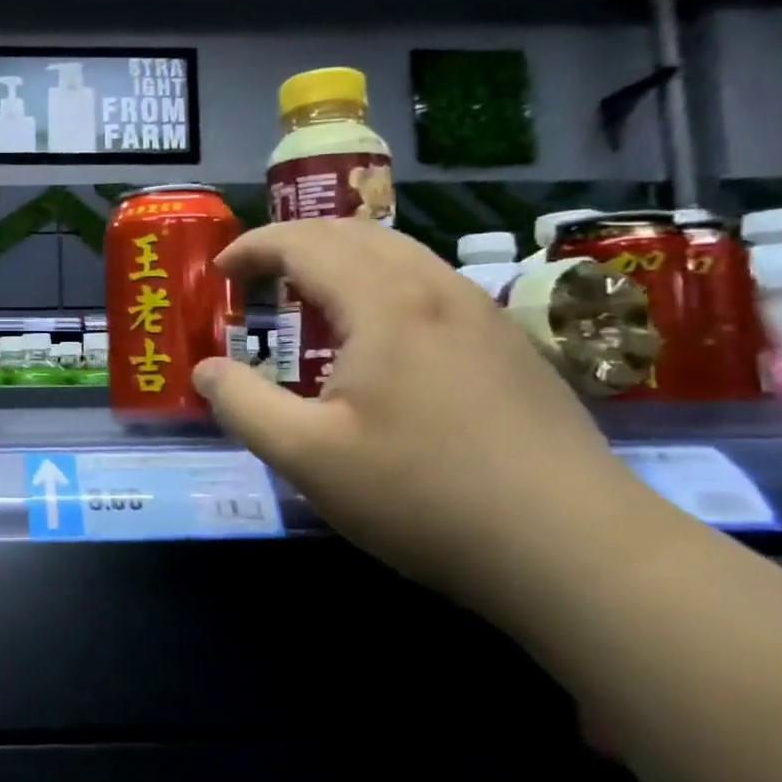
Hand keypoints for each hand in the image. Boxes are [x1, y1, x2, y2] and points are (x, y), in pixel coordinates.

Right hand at [192, 219, 662, 606]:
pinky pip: (428, 283)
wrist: (576, 549)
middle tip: (254, 278)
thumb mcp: (306, 457)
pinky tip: (374, 336)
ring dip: (339, 259)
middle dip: (293, 242)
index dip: (253, 247)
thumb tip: (205, 369)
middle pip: (354, 233)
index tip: (219, 272)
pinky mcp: (509, 344)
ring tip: (305, 298)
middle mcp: (436, 290)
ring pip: (398, 253)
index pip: (305, 242)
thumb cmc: (424, 495)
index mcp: (385, 303)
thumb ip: (241, 404)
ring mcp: (482, 314)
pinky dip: (378, 282)